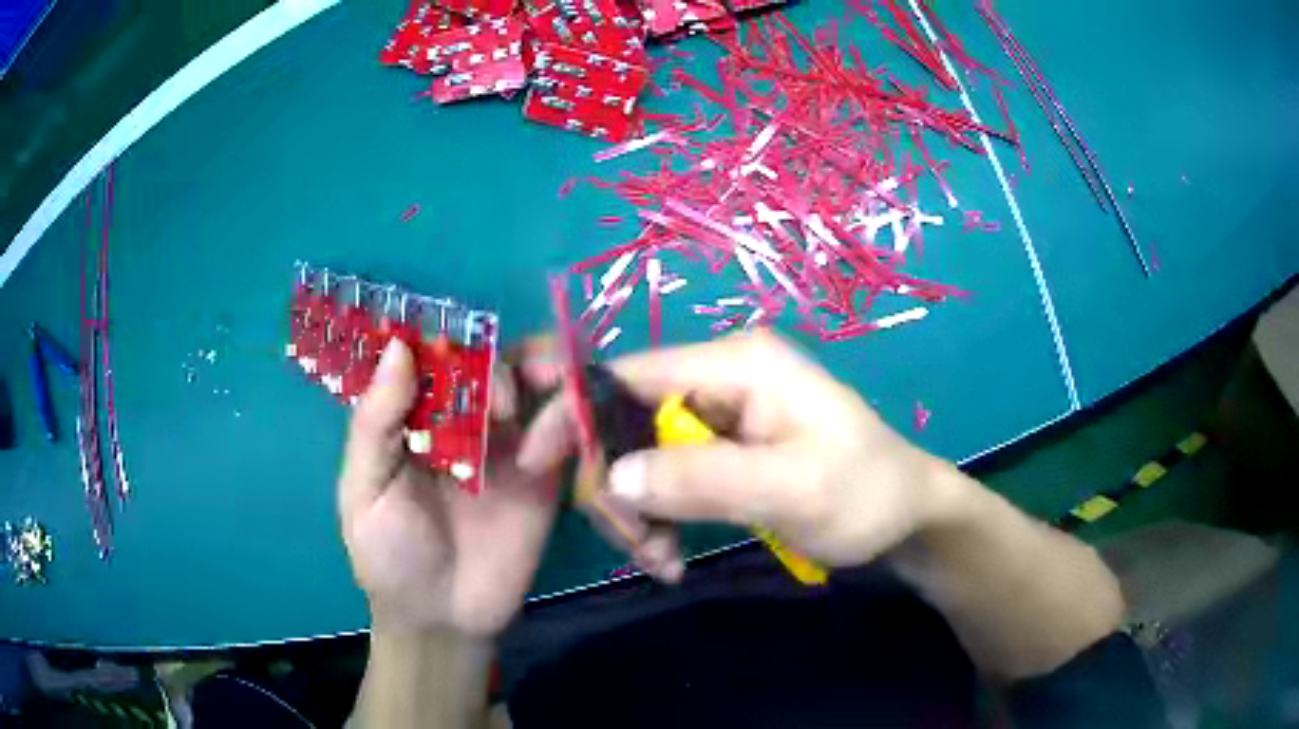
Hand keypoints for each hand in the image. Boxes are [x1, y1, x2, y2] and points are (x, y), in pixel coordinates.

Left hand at [338, 339, 559, 637]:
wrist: (442, 618)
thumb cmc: (389, 555)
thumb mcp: (366, 489)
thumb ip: (376, 423)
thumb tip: (399, 347)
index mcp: (415, 415)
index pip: (437, 355)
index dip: (451, 341)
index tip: (462, 351)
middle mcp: (463, 419)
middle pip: (495, 361)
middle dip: (508, 360)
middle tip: (505, 396)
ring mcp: (508, 444)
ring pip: (536, 386)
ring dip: (547, 377)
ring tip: (538, 412)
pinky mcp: (545, 473)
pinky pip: (564, 430)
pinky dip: (568, 419)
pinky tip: (552, 446)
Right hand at [517, 330, 958, 571]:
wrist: (904, 516)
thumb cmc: (864, 493)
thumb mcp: (793, 488)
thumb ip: (704, 478)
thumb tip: (615, 477)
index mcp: (736, 364)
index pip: (628, 373)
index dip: (575, 414)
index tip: (538, 465)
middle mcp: (719, 378)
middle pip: (625, 420)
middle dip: (616, 485)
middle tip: (638, 545)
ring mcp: (719, 415)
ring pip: (639, 457)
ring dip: (636, 511)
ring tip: (661, 559)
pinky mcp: (721, 450)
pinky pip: (664, 479)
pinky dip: (657, 518)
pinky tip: (671, 554)